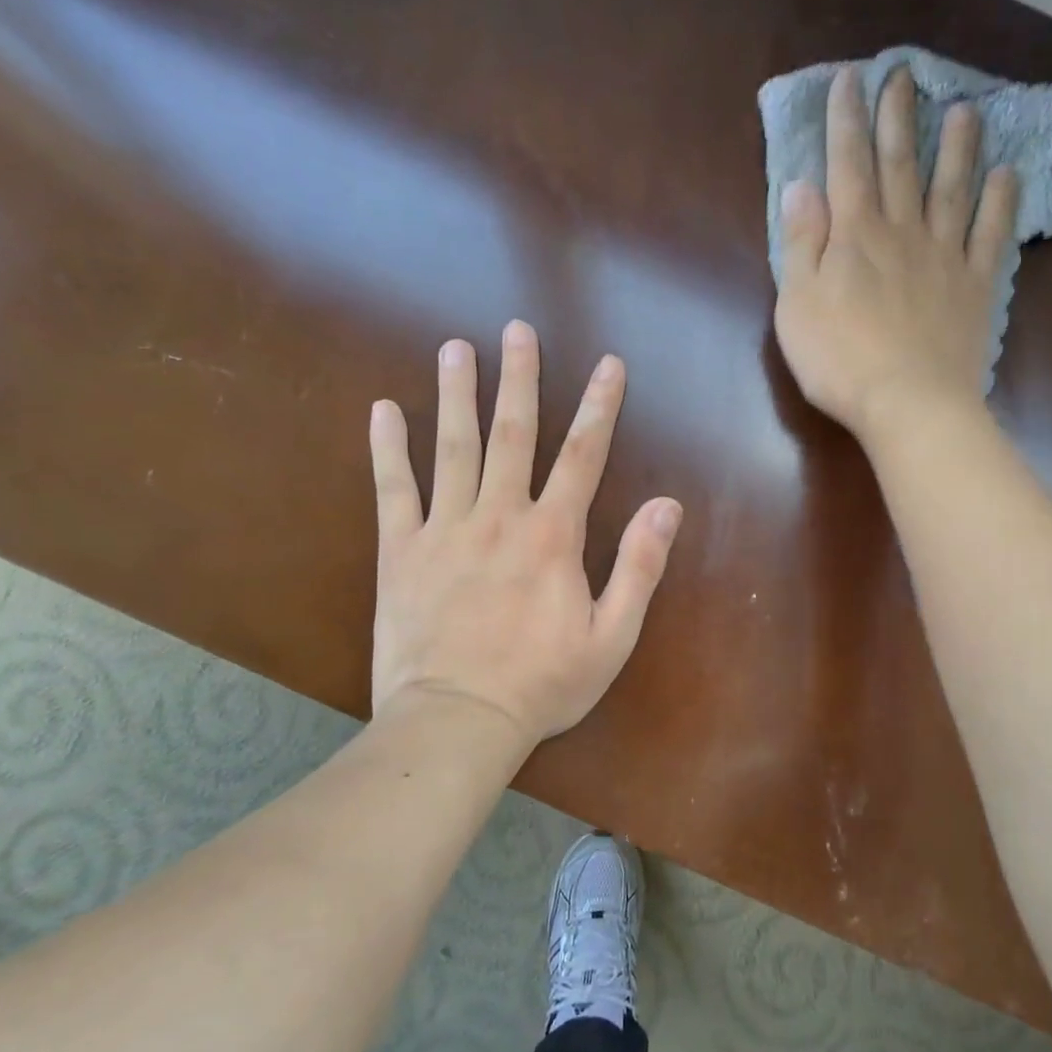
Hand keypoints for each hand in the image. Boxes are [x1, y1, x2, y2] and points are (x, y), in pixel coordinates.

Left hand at [367, 322, 682, 750]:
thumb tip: (668, 505)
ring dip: (456, 395)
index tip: (609, 364)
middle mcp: (499, 516)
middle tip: (518, 330)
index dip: (600, 406)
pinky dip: (388, 448)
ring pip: (453, 448)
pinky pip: (393, 490)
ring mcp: (445, 529)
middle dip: (519, 378)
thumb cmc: (542, 683)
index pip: (583, 454)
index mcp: (552, 535)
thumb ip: (639, 566)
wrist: (457, 722)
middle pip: (513, 434)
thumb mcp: (612, 636)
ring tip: (455, 349)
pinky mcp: (401, 551)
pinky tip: (383, 410)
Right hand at [773, 63, 1018, 437]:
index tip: (850, 80)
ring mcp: (945, 257)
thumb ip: (801, 244)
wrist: (909, 403)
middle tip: (904, 76)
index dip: (847, 121)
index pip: (848, 166)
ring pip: (952, 189)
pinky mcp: (975, 286)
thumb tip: (800, 187)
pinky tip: (1008, 174)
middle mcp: (902, 233)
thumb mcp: (798, 304)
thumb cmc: (840, 360)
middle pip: (900, 166)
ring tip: (965, 111)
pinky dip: (1001, 202)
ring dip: (957, 148)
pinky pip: (991, 235)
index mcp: (855, 236)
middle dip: (898, 118)